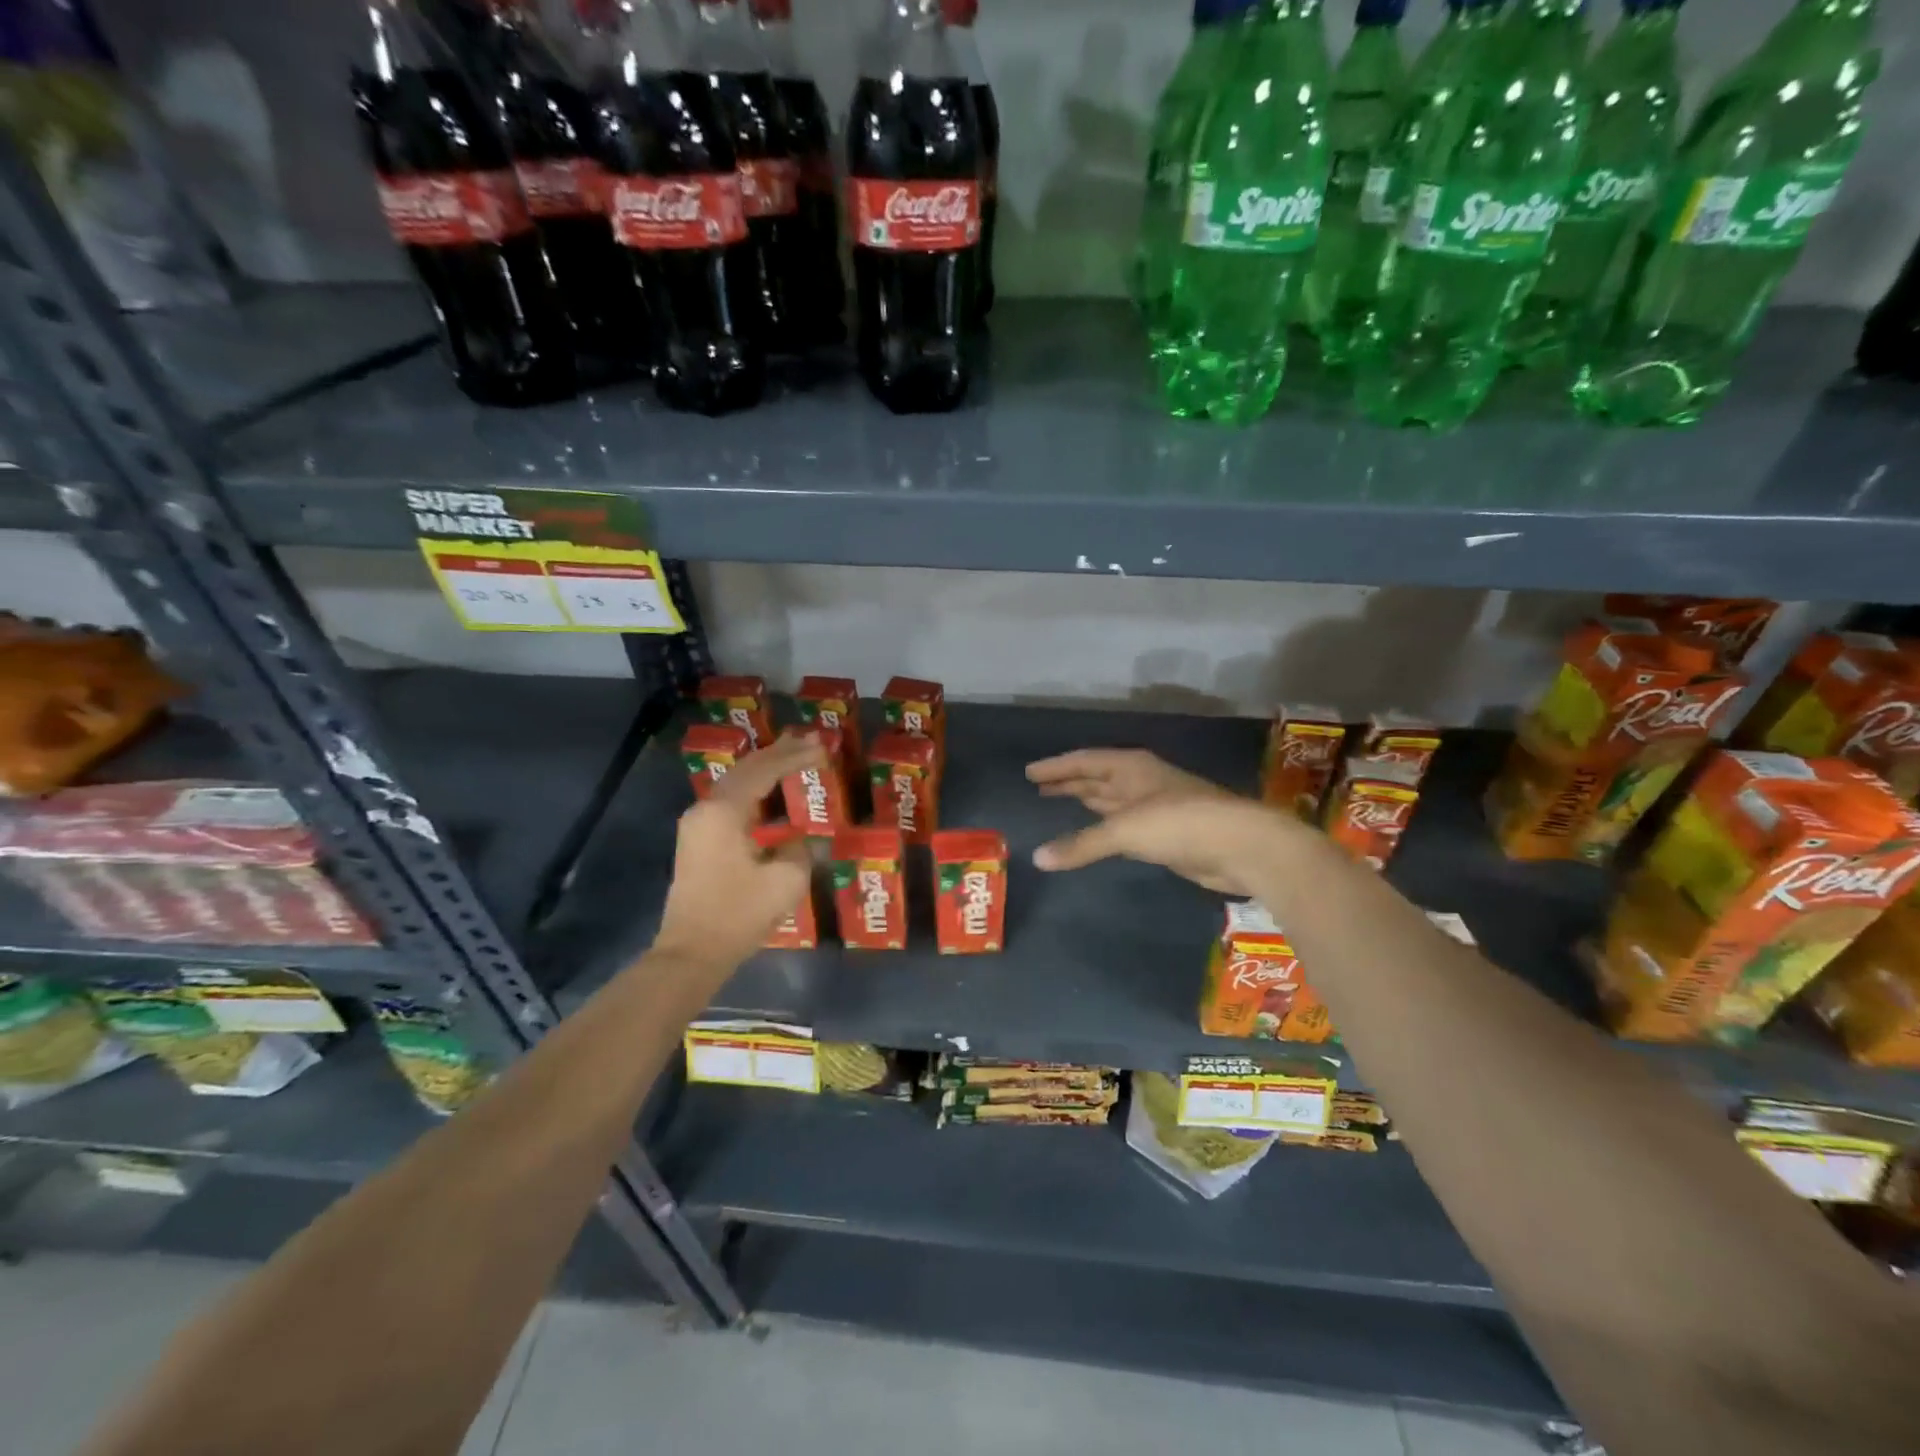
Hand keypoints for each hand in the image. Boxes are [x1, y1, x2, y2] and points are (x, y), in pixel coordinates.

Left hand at [654, 735, 821, 971]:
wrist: (691, 953)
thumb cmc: (738, 914)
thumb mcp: (786, 880)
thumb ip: (799, 850)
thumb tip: (797, 840)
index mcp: (724, 811)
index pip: (765, 771)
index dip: (796, 757)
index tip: (823, 748)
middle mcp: (706, 809)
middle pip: (746, 769)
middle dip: (778, 753)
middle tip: (809, 739)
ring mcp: (697, 825)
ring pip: (736, 784)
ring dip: (765, 769)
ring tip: (793, 754)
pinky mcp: (698, 842)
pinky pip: (730, 802)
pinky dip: (754, 790)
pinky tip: (771, 791)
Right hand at [1025, 748, 1295, 896]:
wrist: (1241, 846)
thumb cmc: (1180, 823)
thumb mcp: (1125, 830)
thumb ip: (1081, 844)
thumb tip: (1037, 858)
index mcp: (1131, 767)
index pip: (1084, 761)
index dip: (1056, 767)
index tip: (1029, 773)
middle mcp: (1140, 782)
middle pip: (1096, 778)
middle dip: (1069, 782)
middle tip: (1038, 788)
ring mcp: (1154, 808)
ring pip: (1110, 801)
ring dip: (1086, 801)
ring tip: (1057, 803)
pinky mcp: (1165, 835)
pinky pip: (1122, 826)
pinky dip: (1103, 827)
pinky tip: (1094, 833)